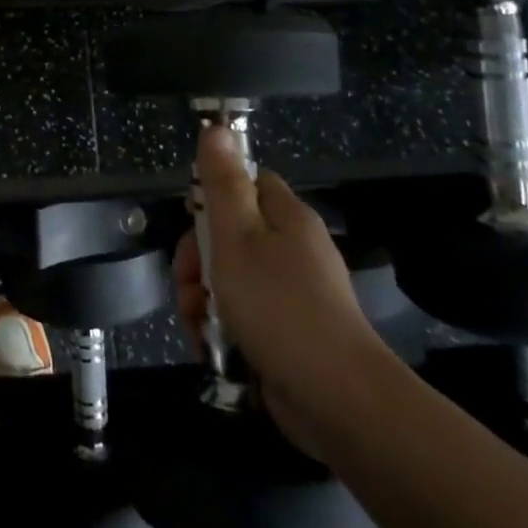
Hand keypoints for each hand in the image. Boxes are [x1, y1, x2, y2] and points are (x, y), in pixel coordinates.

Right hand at [173, 126, 385, 454]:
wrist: (337, 400)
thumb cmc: (280, 306)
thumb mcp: (237, 236)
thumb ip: (222, 182)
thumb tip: (216, 127)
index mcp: (286, 217)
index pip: (247, 184)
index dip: (213, 197)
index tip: (193, 221)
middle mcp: (293, 250)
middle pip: (231, 235)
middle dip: (199, 260)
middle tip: (189, 284)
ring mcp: (293, 295)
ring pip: (231, 280)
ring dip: (203, 298)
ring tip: (197, 323)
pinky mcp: (288, 335)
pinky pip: (244, 317)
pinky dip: (222, 328)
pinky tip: (210, 346)